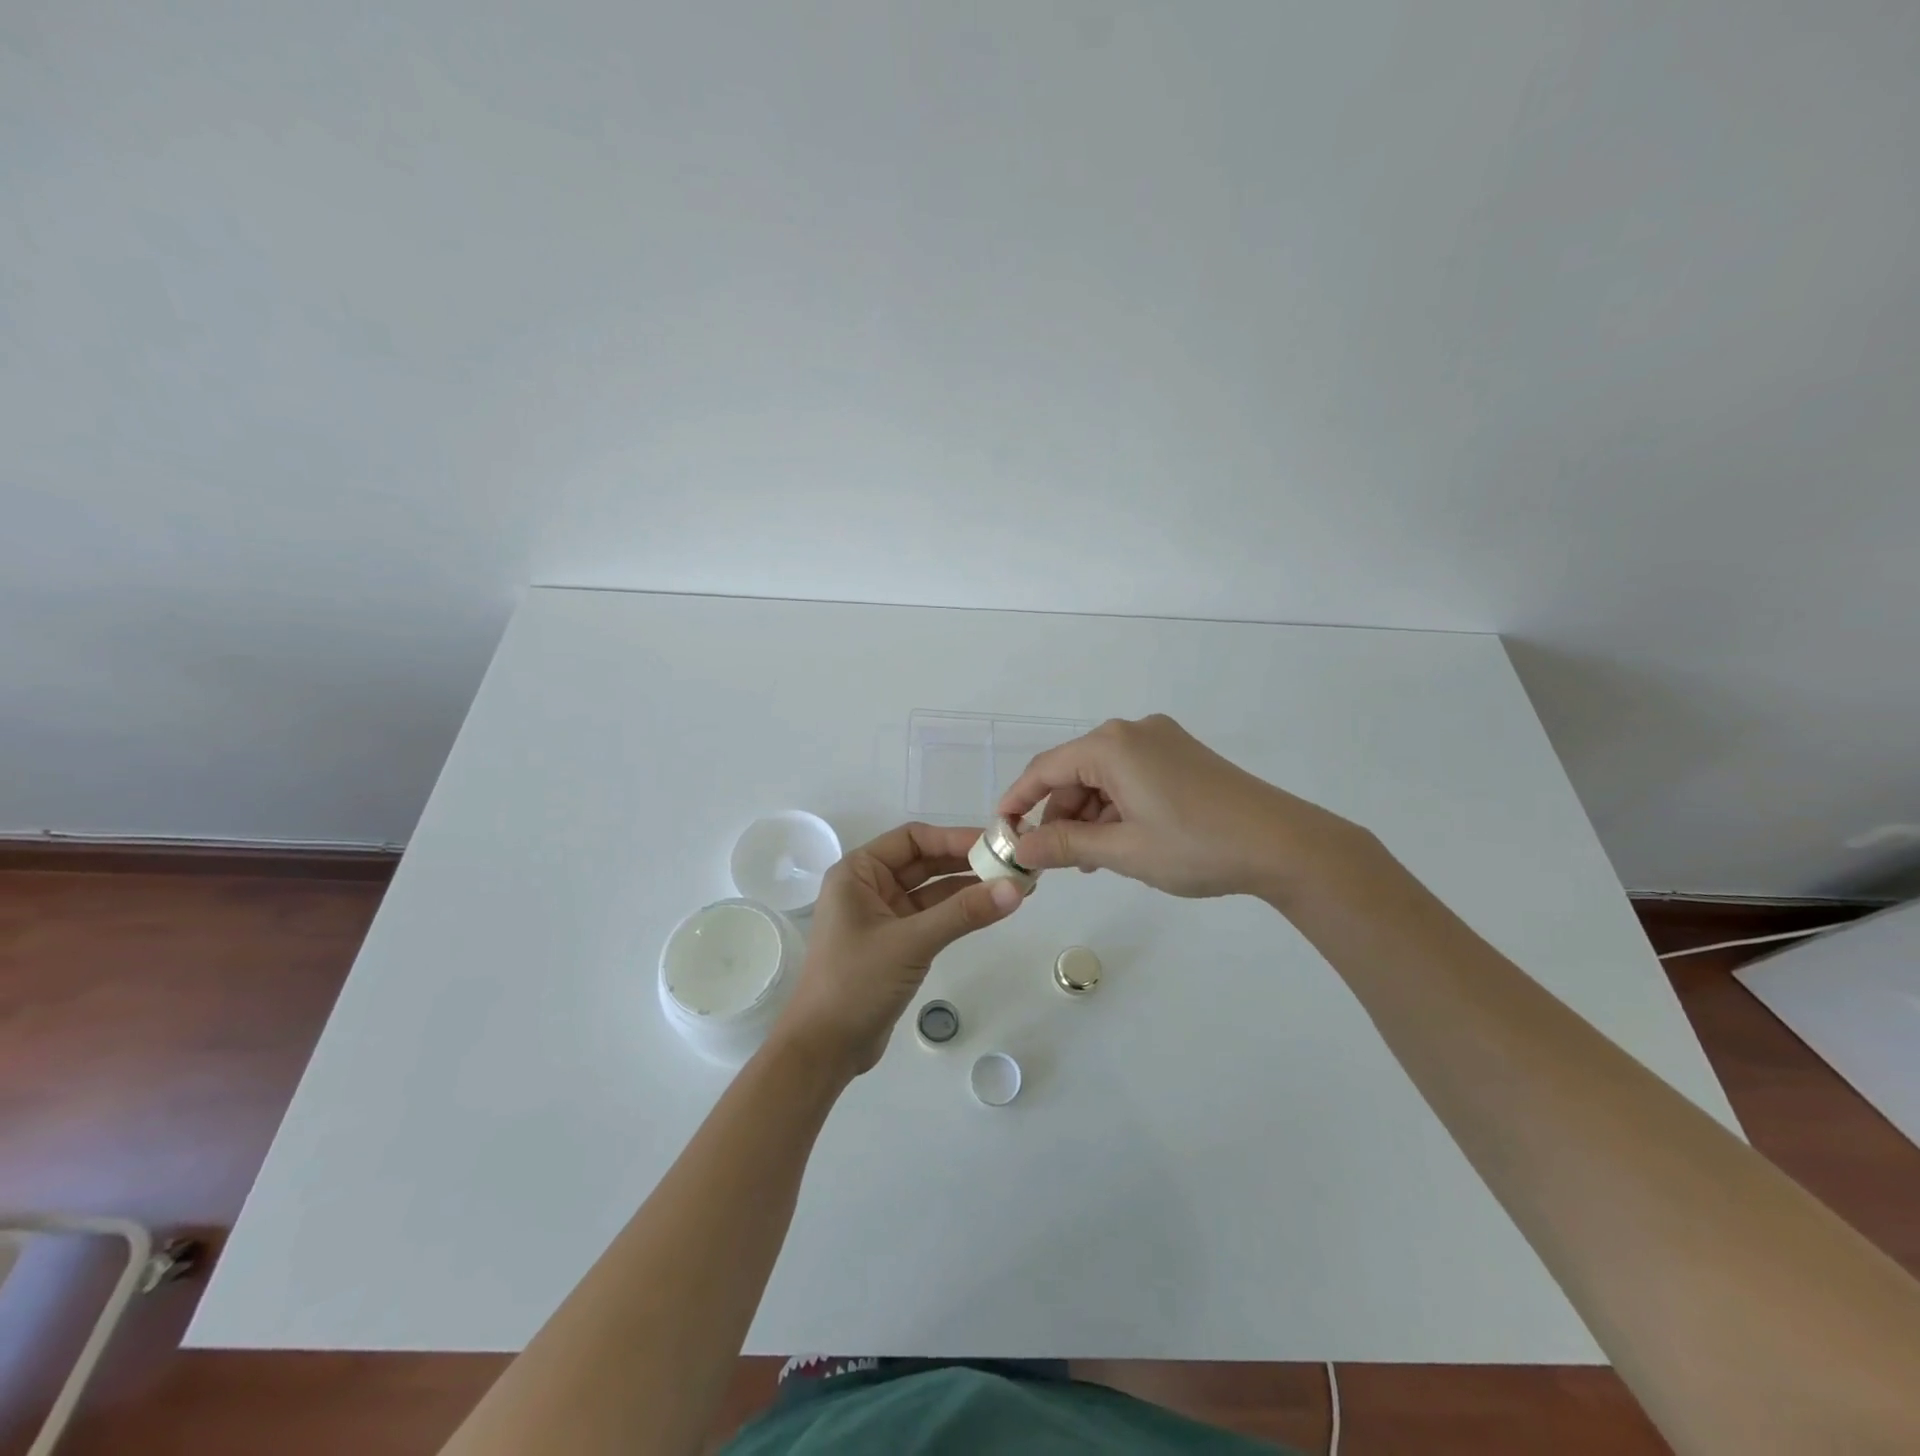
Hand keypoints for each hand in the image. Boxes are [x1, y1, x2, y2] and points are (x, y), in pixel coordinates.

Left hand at [770, 823, 1024, 1075]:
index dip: (955, 838)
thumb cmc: (855, 983)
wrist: (824, 1050)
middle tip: (1013, 864)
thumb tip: (1016, 888)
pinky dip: (959, 913)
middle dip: (967, 862)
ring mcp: (882, 917)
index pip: (913, 839)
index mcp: (858, 872)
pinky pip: (932, 917)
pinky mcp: (895, 944)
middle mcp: (869, 887)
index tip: (997, 843)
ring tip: (1014, 886)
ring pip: (932, 891)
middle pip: (925, 862)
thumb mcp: (911, 942)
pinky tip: (991, 910)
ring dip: (968, 888)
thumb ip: (963, 913)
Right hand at [998, 714, 1371, 900]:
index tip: (1001, 832)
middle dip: (1059, 815)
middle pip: (1074, 772)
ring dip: (1089, 816)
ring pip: (1103, 777)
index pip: (1045, 769)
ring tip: (1090, 861)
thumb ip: (1064, 845)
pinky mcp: (1182, 755)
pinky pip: (1130, 777)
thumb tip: (1020, 847)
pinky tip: (1120, 842)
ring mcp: (1161, 741)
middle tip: (1053, 861)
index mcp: (1112, 745)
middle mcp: (1132, 731)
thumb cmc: (1195, 846)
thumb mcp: (1122, 850)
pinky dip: (1116, 808)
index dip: (1017, 801)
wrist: (1284, 844)